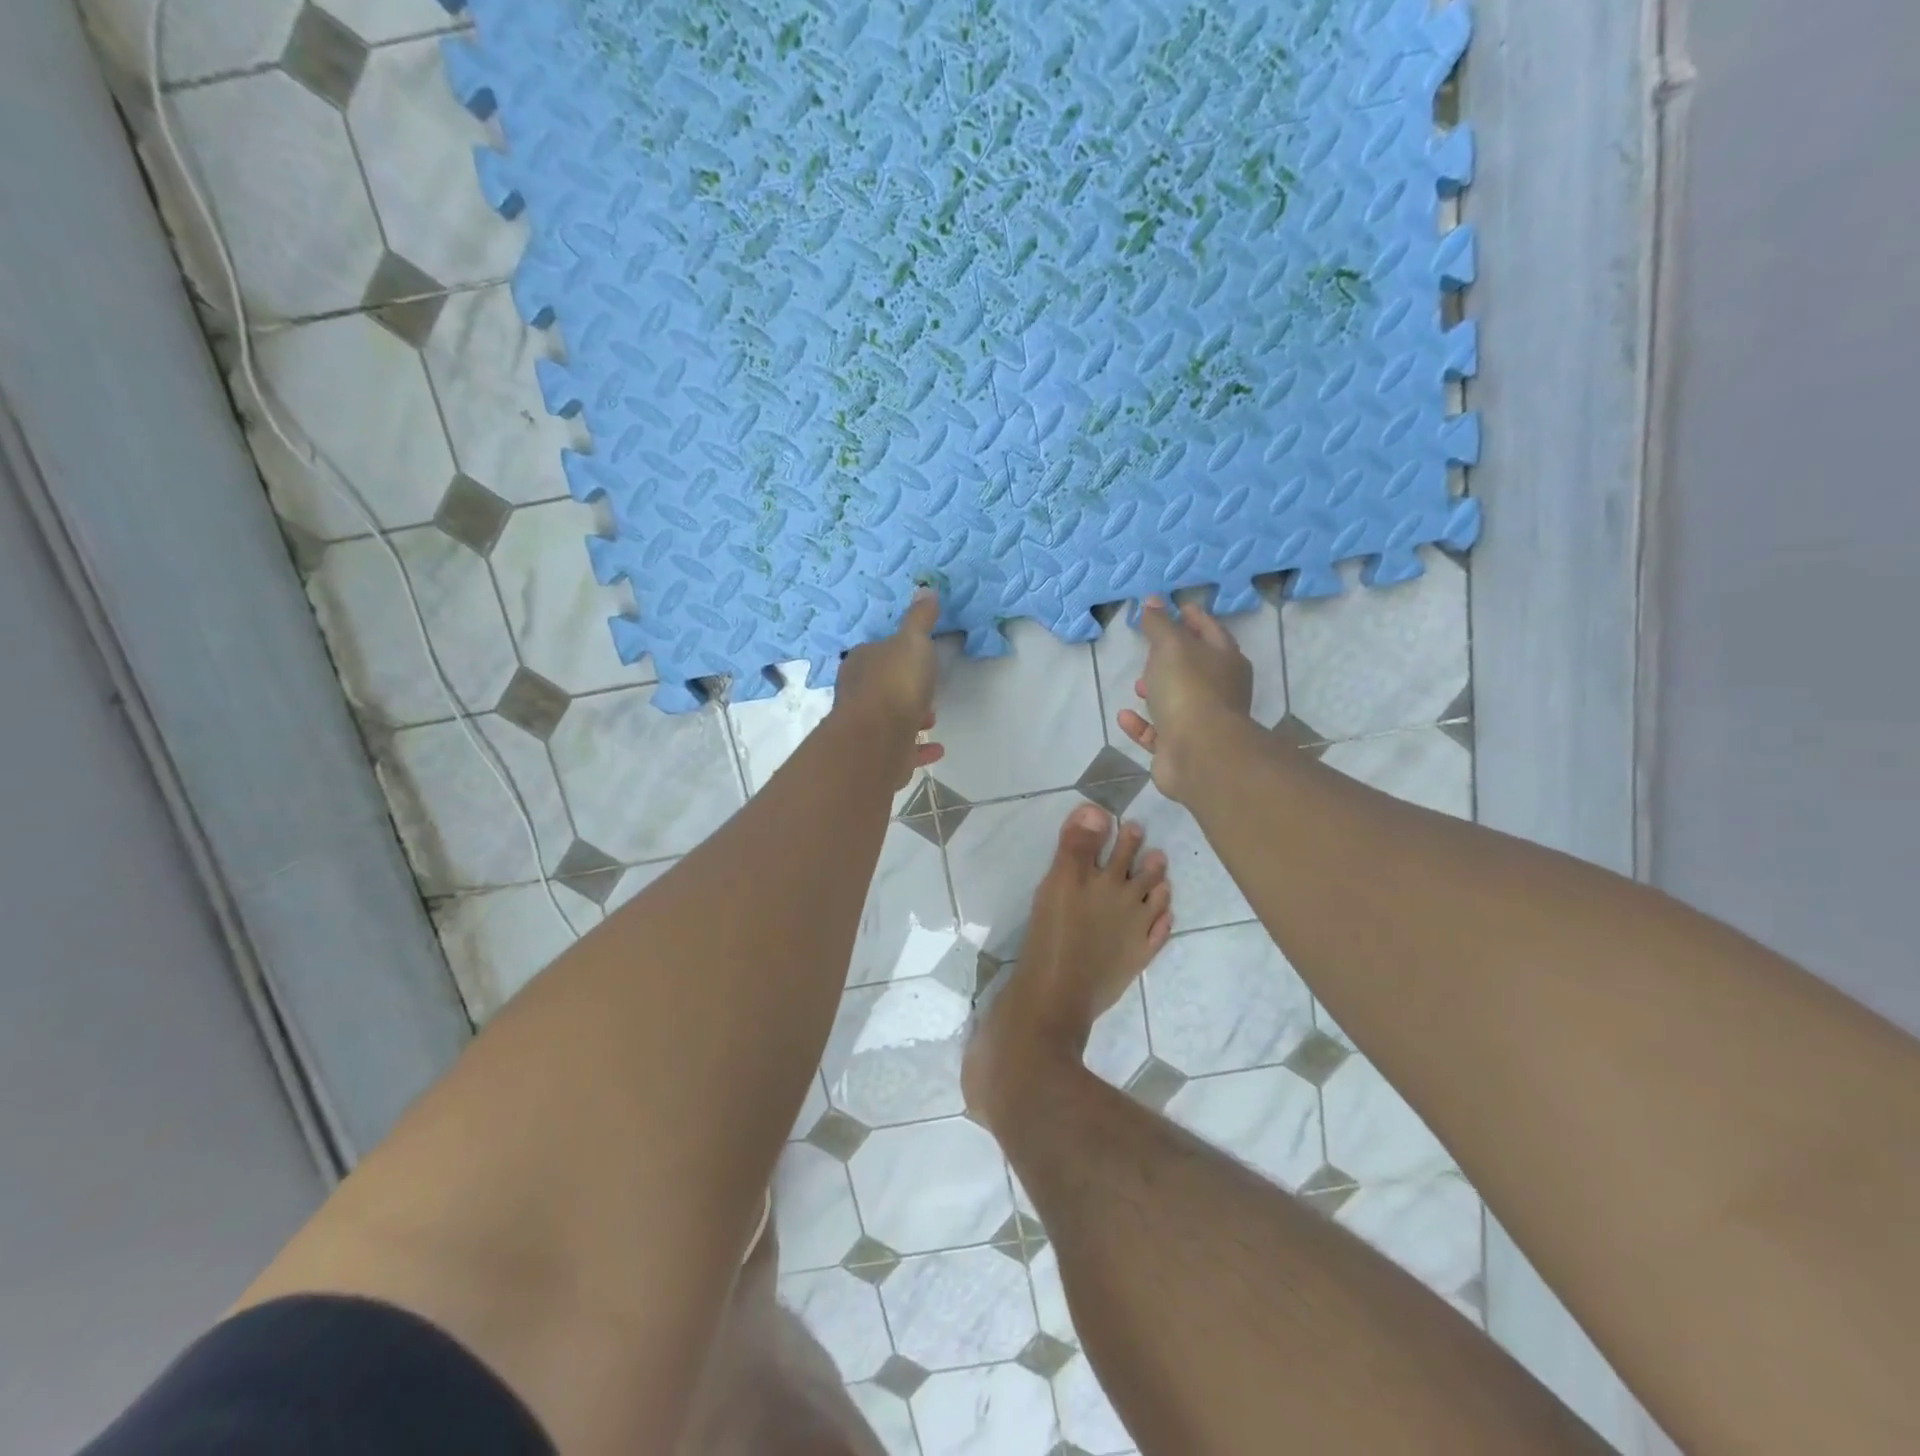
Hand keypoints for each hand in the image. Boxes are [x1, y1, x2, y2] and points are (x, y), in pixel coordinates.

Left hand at [834, 589, 945, 788]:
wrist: (878, 739)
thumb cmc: (894, 683)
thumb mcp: (912, 641)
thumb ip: (920, 619)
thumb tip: (925, 588)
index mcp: (861, 663)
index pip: (876, 653)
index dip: (896, 654)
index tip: (918, 658)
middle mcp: (857, 694)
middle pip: (882, 687)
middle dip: (904, 688)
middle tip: (927, 689)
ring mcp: (867, 728)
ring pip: (891, 719)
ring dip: (911, 717)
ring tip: (932, 718)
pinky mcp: (880, 756)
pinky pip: (903, 749)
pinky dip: (919, 748)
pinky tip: (937, 748)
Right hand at [1116, 596, 1252, 801]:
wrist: (1198, 753)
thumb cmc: (1189, 689)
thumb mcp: (1171, 646)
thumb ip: (1160, 624)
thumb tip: (1153, 600)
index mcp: (1226, 661)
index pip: (1211, 631)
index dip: (1194, 617)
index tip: (1178, 606)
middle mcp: (1219, 691)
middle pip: (1196, 668)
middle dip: (1173, 658)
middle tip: (1151, 647)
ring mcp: (1201, 722)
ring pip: (1177, 701)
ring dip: (1157, 692)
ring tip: (1137, 684)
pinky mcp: (1181, 749)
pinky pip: (1158, 732)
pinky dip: (1142, 724)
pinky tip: (1124, 716)